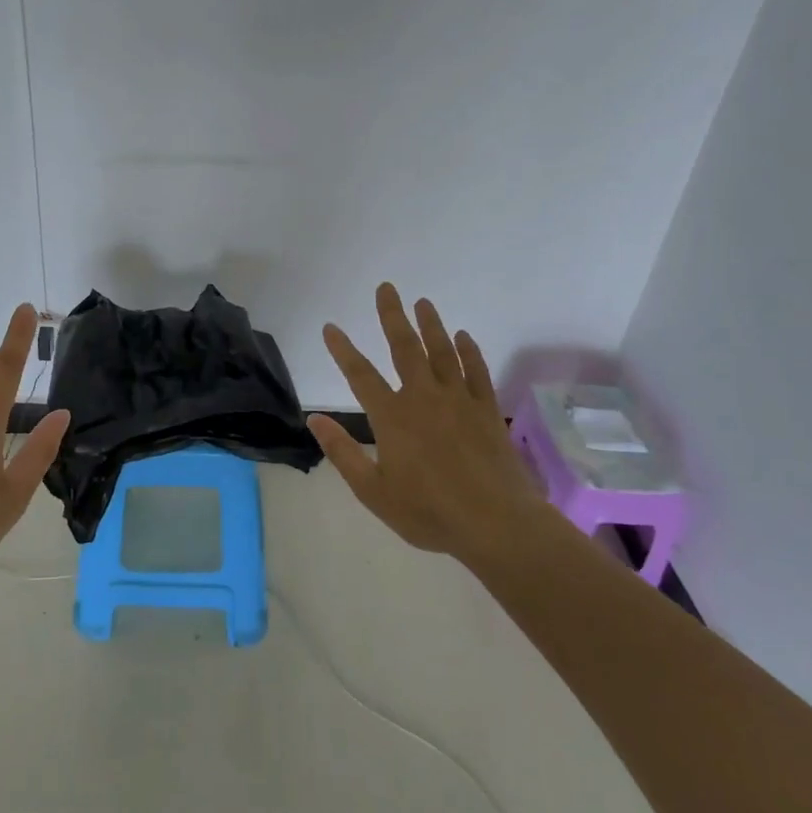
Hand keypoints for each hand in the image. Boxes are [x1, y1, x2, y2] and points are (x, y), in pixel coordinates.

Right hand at [306, 283, 537, 561]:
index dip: (342, 350)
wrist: (496, 524)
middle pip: (405, 348)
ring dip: (431, 325)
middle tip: (387, 288)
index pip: (360, 375)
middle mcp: (423, 398)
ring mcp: (458, 400)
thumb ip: (343, 453)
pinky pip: (476, 371)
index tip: (331, 327)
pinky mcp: (486, 410)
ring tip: (423, 302)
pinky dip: (468, 351)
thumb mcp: (373, 491)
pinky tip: (463, 337)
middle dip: (392, 316)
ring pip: (442, 352)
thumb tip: (314, 420)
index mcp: (392, 417)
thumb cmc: (429, 512)